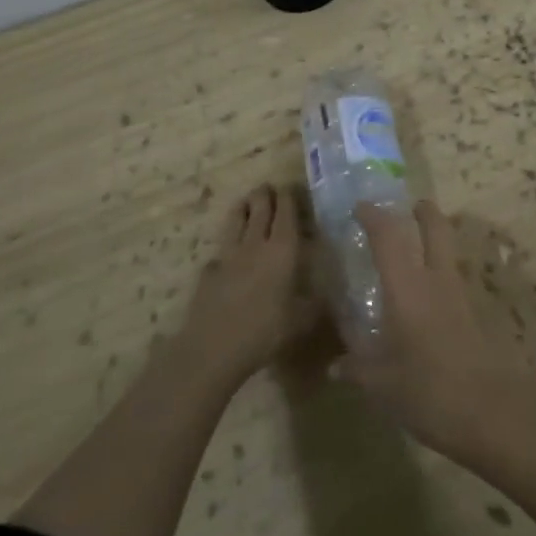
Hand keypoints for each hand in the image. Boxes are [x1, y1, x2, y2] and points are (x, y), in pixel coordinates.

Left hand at [178, 184, 317, 389]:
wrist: (214, 348)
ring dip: (243, 207)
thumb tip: (327, 291)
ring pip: (236, 220)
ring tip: (246, 201)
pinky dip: (227, 243)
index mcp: (283, 250)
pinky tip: (228, 251)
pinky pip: (221, 248)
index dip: (288, 197)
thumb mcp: (301, 320)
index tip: (290, 187)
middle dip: (264, 195)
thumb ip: (314, 302)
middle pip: (259, 209)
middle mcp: (255, 244)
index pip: (286, 213)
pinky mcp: (209, 270)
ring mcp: (228, 255)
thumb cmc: (265, 331)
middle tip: (268, 188)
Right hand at [337, 202, 535, 468]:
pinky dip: (444, 275)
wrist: (493, 415)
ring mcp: (462, 296)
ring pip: (450, 251)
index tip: (360, 208)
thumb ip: (357, 368)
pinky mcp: (479, 315)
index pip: (388, 238)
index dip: (374, 217)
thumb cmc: (429, 392)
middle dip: (423, 212)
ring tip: (418, 252)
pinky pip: (457, 281)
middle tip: (410, 207)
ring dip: (437, 241)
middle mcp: (436, 281)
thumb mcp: (382, 385)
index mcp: (407, 288)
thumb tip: (334, 366)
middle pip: (435, 229)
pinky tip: (432, 300)